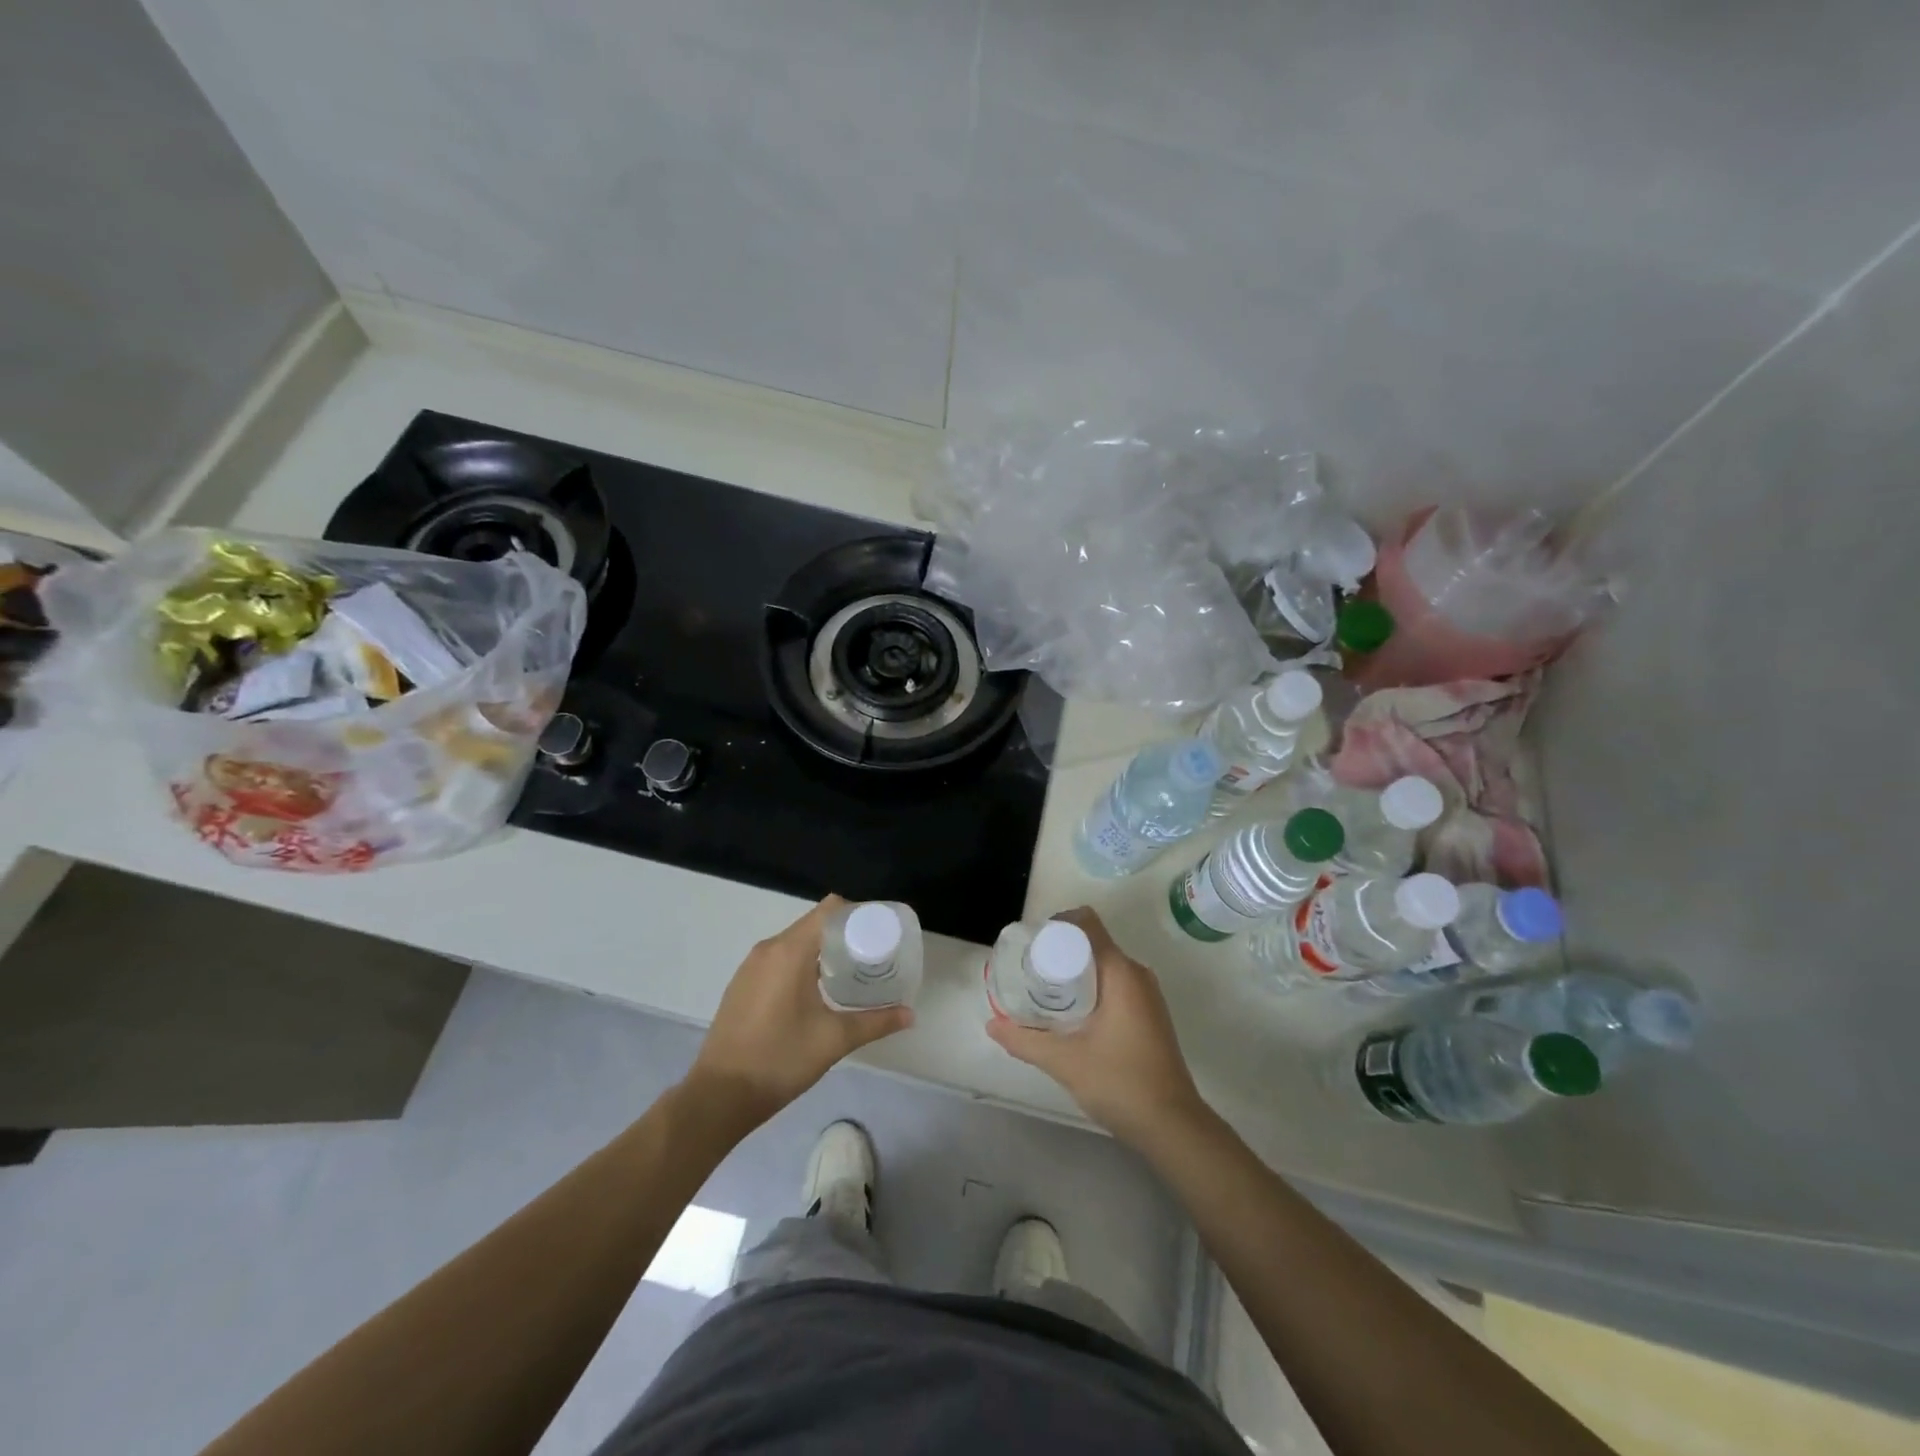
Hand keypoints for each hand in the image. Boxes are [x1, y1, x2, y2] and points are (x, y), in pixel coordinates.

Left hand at [689, 896, 911, 1126]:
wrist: (718, 1096)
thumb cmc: (780, 1059)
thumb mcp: (834, 1040)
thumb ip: (875, 1022)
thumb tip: (910, 1014)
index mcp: (790, 951)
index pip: (830, 910)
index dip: (858, 914)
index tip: (881, 931)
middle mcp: (768, 949)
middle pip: (814, 924)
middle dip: (845, 934)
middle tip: (873, 955)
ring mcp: (751, 967)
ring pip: (795, 942)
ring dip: (822, 950)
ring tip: (850, 972)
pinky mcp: (742, 985)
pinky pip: (778, 959)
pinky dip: (802, 963)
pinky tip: (817, 991)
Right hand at [986, 907, 1207, 1148]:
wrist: (1172, 1126)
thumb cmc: (1120, 1082)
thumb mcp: (1064, 1061)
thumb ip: (1025, 1040)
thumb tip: (992, 1024)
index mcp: (1121, 972)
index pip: (1087, 923)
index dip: (1056, 925)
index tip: (1031, 945)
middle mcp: (1136, 974)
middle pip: (1092, 943)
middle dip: (1059, 951)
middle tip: (1028, 971)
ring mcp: (1146, 995)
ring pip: (1103, 966)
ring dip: (1073, 972)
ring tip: (1042, 992)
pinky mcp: (1147, 1014)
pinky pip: (1114, 984)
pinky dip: (1089, 988)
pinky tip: (1069, 1015)